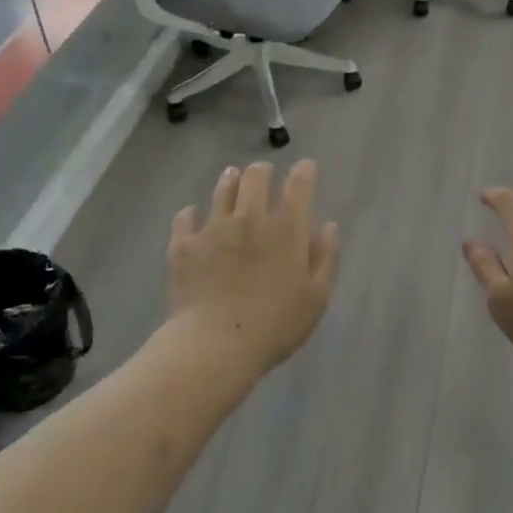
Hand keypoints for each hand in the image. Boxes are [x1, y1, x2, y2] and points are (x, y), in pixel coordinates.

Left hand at [166, 160, 340, 374]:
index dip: (304, 171)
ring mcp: (214, 228)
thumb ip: (325, 258)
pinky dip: (191, 214)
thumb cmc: (276, 325)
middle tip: (264, 173)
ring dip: (230, 180)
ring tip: (232, 178)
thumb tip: (328, 226)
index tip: (306, 167)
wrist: (216, 345)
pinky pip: (185, 218)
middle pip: (256, 177)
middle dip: (263, 170)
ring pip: (222, 190)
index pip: (298, 185)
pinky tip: (192, 216)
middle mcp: (250, 218)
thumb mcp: (316, 297)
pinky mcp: (184, 244)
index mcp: (287, 229)